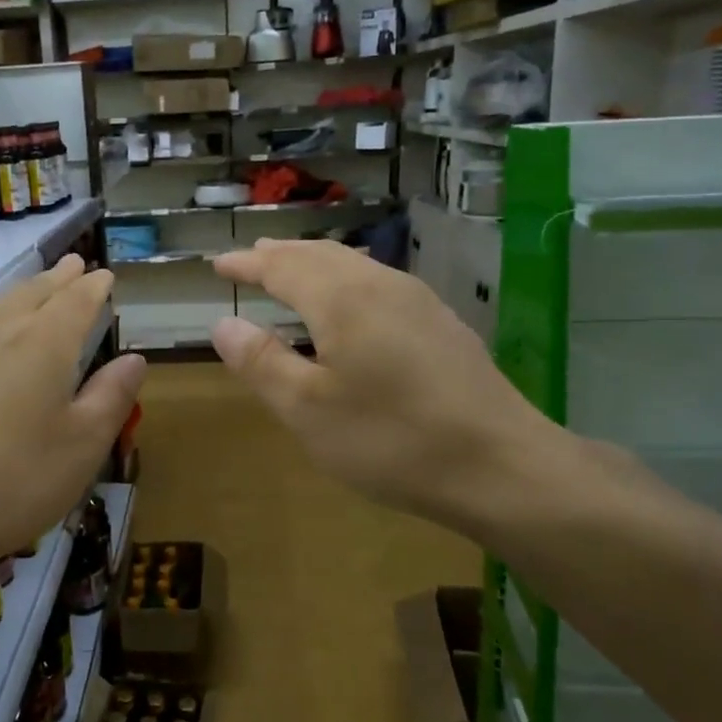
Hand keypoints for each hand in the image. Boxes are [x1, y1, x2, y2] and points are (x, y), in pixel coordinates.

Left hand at [0, 255, 145, 574]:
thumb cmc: (13, 480)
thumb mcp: (83, 446)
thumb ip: (112, 396)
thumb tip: (133, 359)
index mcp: (45, 342)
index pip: (77, 300)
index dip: (95, 287)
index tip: (106, 277)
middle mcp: (1, 330)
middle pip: (35, 291)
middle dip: (60, 278)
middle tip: (77, 265)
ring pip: (1, 303)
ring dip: (28, 290)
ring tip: (42, 287)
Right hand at [210, 240, 574, 539]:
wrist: (501, 465)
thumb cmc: (391, 439)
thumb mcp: (308, 410)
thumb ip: (262, 363)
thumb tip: (223, 324)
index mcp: (342, 299)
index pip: (282, 266)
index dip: (248, 264)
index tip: (219, 263)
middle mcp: (381, 285)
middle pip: (321, 255)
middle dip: (282, 255)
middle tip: (253, 258)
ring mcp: (419, 302)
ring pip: (355, 265)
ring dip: (316, 264)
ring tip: (293, 271)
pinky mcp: (442, 325)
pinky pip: (379, 283)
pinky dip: (346, 282)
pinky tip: (351, 305)